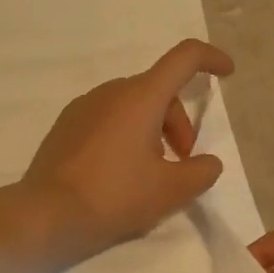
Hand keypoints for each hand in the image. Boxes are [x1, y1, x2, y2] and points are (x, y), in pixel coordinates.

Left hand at [19, 39, 233, 264]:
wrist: (46, 214)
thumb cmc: (114, 196)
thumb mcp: (171, 190)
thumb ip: (201, 172)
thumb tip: (207, 163)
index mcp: (140, 96)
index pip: (184, 58)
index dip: (211, 59)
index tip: (227, 73)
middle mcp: (111, 91)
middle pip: (159, 90)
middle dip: (179, 122)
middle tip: (182, 161)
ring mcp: (83, 106)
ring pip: (132, 105)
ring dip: (152, 129)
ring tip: (151, 172)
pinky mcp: (65, 125)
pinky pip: (107, 118)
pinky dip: (125, 134)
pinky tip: (120, 172)